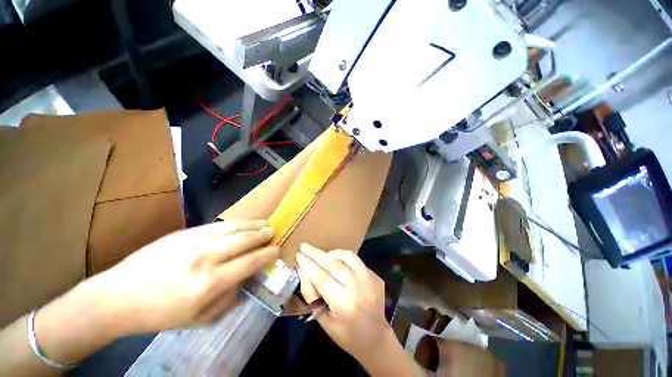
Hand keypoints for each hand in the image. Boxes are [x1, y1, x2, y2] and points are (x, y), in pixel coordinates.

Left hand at [86, 220, 279, 335]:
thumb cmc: (160, 314)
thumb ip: (229, 297)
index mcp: (210, 283)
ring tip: (265, 223)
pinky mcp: (185, 233)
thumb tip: (246, 279)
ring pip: (233, 228)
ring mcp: (194, 241)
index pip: (250, 262)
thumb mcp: (199, 318)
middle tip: (274, 232)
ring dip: (252, 225)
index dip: (267, 254)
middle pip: (244, 241)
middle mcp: (206, 258)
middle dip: (263, 236)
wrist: (118, 296)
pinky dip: (236, 223)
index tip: (277, 250)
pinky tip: (243, 222)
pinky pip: (218, 225)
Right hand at [295, 244, 389, 362]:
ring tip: (322, 255)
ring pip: (348, 256)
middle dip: (316, 253)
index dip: (308, 265)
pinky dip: (344, 259)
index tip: (298, 255)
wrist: (377, 339)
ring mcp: (370, 279)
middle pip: (333, 264)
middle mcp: (358, 287)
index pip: (321, 278)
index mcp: (344, 303)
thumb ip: (312, 295)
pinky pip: (357, 261)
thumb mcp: (324, 320)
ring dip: (332, 253)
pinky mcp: (375, 276)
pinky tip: (338, 264)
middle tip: (304, 246)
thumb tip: (303, 271)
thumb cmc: (347, 335)